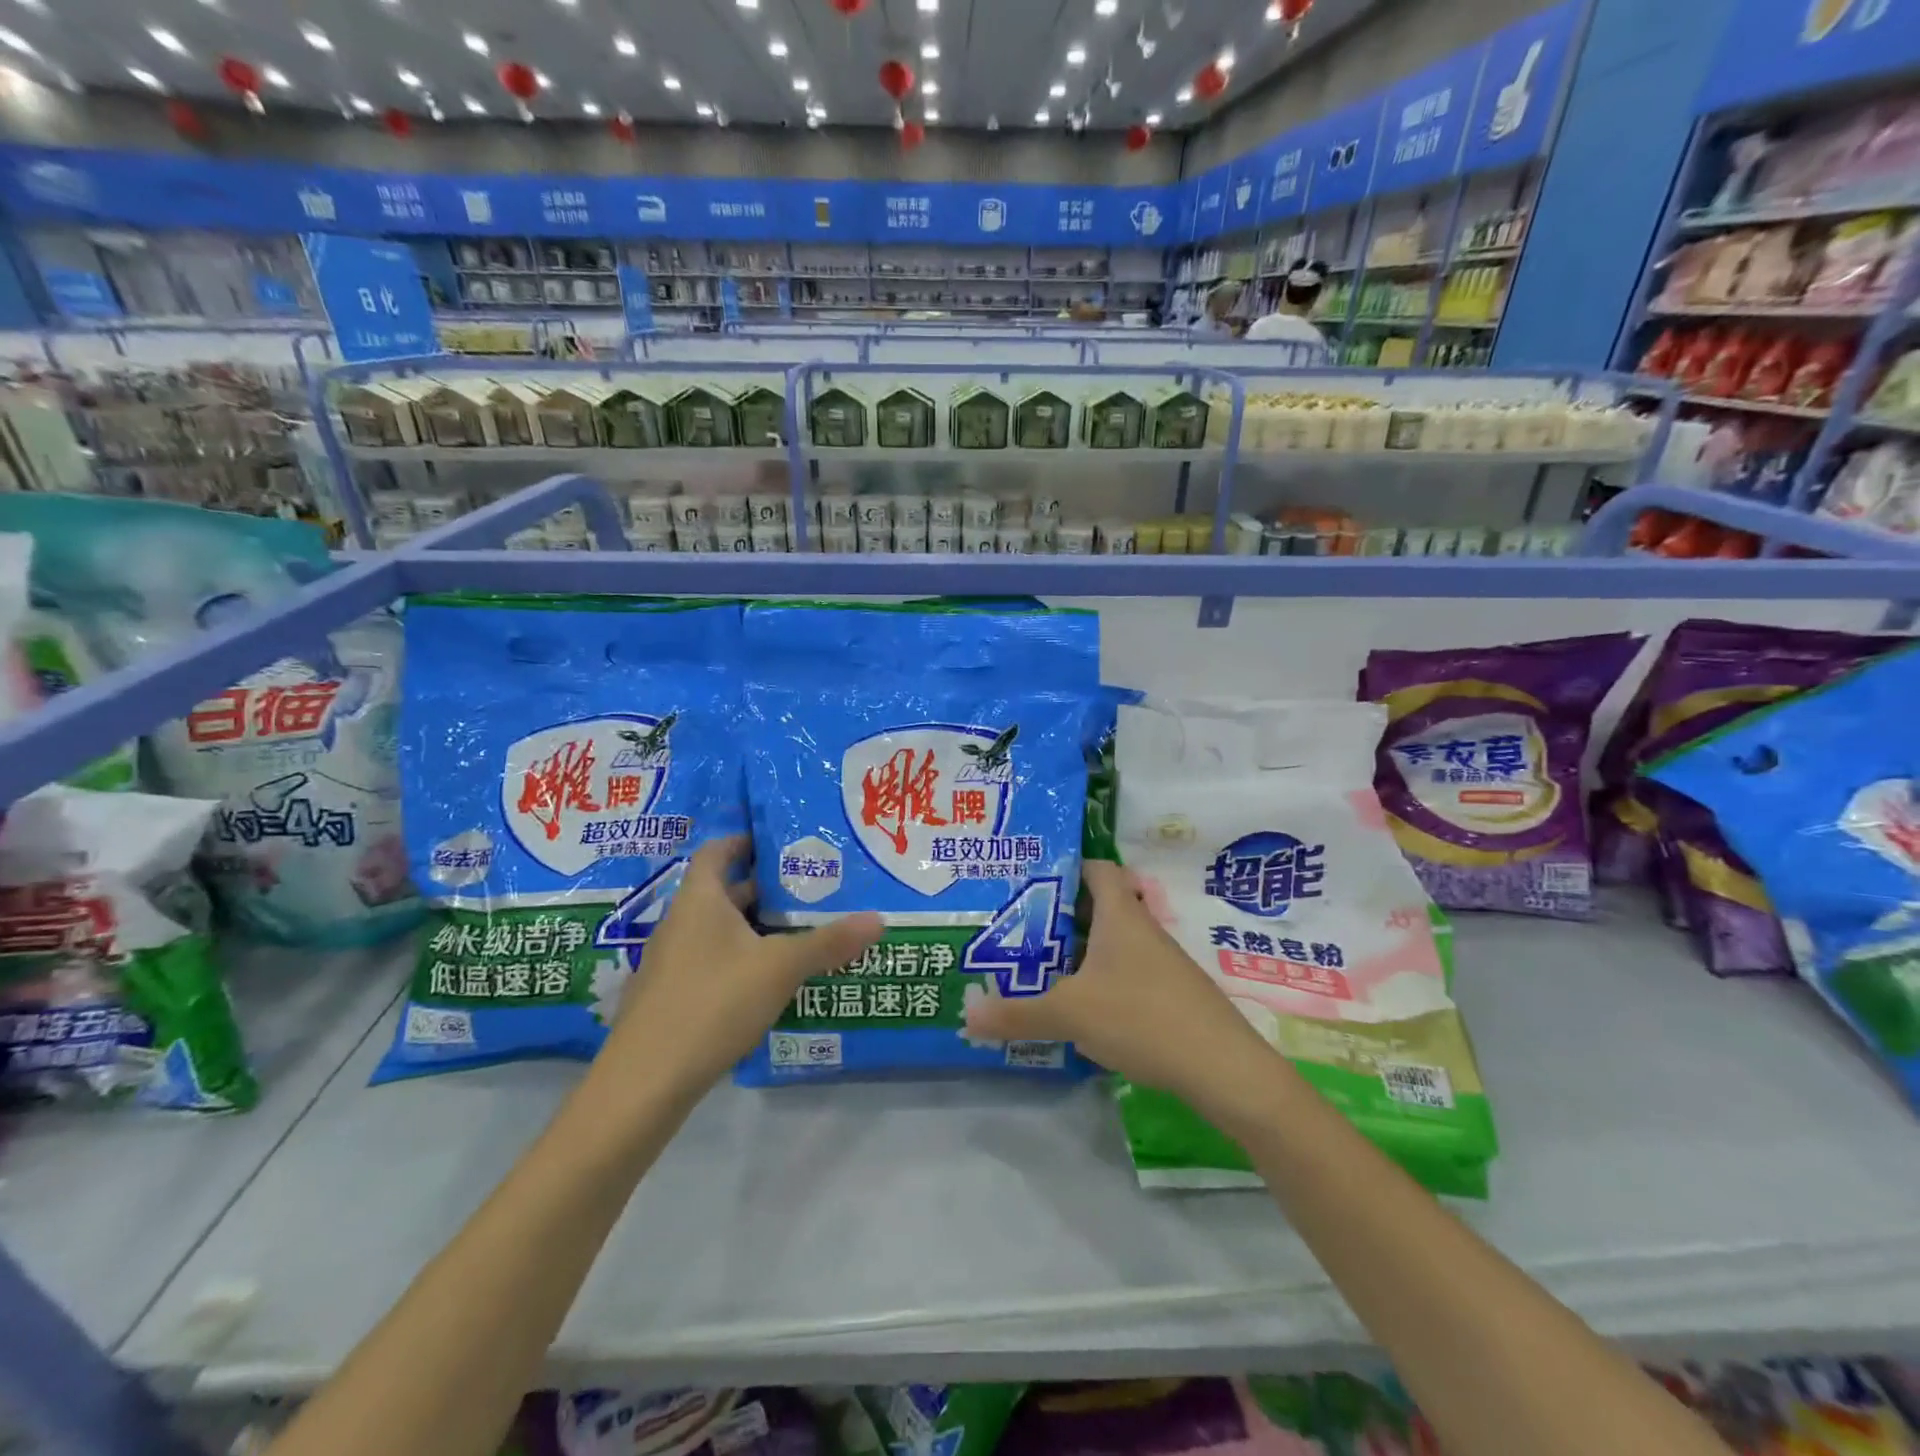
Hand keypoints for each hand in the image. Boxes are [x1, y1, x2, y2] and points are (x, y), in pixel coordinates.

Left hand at [598, 836, 882, 1099]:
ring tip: (800, 932)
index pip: (717, 851)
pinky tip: (771, 982)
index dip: (745, 841)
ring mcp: (671, 963)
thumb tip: (879, 919)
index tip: (781, 842)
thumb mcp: (780, 968)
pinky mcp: (671, 998)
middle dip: (765, 889)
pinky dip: (741, 961)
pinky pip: (712, 963)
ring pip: (719, 931)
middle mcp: (680, 923)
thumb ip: (828, 942)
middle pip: (723, 892)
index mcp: (698, 900)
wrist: (644, 1084)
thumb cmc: (712, 1004)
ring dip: (755, 928)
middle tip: (809, 889)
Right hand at [964, 860, 1287, 1121]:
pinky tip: (1079, 1009)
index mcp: (1121, 915)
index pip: (1097, 868)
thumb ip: (1016, 1013)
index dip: (1068, 866)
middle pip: (1100, 907)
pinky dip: (1100, 981)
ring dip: (1079, 952)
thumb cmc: (1141, 1016)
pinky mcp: (1170, 995)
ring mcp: (1160, 963)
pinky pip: (1126, 973)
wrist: (1222, 1067)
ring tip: (1038, 967)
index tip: (1033, 878)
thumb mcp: (1070, 1014)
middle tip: (1019, 927)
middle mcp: (1142, 930)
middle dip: (1061, 915)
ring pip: (1112, 944)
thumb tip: (966, 1013)